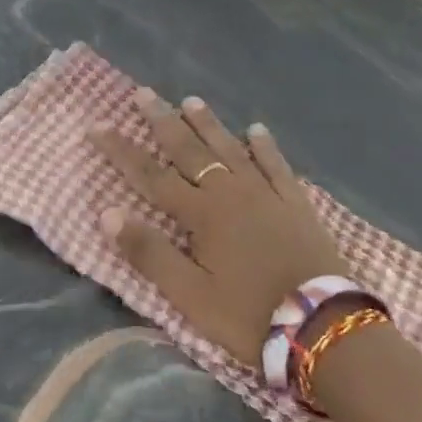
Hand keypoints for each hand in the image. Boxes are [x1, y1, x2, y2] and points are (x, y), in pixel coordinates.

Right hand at [88, 88, 346, 362]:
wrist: (324, 328)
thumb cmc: (248, 316)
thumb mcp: (189, 296)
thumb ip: (149, 253)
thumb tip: (107, 212)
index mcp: (201, 214)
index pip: (151, 175)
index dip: (122, 150)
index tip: (98, 126)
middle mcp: (231, 193)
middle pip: (190, 151)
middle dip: (163, 121)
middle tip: (143, 93)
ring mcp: (267, 195)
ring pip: (231, 149)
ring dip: (208, 124)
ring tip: (191, 101)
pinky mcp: (297, 205)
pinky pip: (277, 165)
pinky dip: (264, 147)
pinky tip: (256, 130)